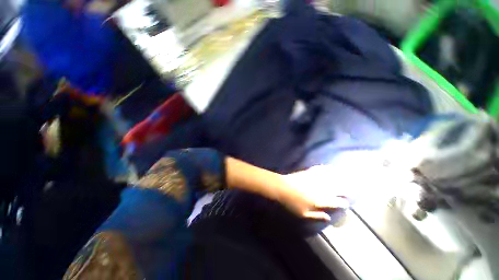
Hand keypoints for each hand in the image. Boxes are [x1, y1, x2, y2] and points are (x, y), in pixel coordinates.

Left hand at [275, 166, 349, 220]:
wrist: (282, 187)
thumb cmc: (291, 202)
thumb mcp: (303, 214)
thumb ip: (317, 216)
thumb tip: (329, 217)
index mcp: (321, 200)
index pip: (337, 202)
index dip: (343, 203)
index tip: (346, 203)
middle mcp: (321, 189)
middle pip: (339, 188)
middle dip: (347, 190)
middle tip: (351, 190)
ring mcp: (315, 179)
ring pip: (332, 177)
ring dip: (340, 177)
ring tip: (346, 177)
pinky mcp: (309, 172)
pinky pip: (321, 169)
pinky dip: (327, 169)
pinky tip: (331, 168)